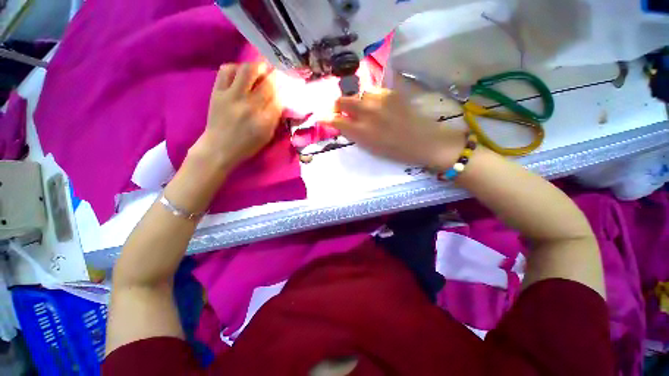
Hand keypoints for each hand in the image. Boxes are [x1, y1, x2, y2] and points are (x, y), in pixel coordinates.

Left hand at [190, 63, 281, 171]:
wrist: (219, 147)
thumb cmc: (247, 145)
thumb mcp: (267, 136)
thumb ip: (275, 118)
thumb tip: (281, 100)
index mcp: (264, 120)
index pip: (279, 98)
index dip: (284, 89)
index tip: (286, 84)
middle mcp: (249, 106)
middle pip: (267, 83)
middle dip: (275, 75)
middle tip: (276, 72)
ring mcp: (232, 96)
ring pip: (247, 70)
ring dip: (257, 66)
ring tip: (261, 69)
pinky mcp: (217, 92)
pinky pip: (226, 70)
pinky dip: (236, 67)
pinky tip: (241, 73)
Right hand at [332, 89, 464, 167]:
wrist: (423, 141)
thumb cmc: (395, 150)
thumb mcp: (370, 147)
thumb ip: (353, 134)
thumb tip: (342, 123)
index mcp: (362, 132)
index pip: (336, 120)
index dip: (327, 118)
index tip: (322, 117)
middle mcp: (367, 113)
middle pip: (343, 101)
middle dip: (337, 105)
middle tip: (339, 109)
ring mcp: (380, 100)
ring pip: (359, 95)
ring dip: (357, 101)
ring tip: (364, 109)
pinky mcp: (392, 93)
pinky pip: (374, 92)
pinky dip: (371, 98)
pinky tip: (378, 106)